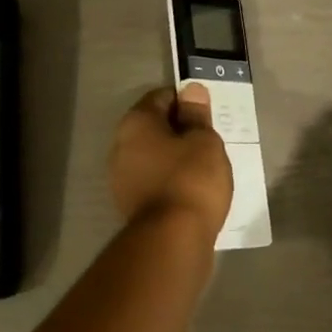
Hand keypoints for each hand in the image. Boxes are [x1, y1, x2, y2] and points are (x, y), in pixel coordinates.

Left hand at [107, 85, 232, 238]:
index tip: (209, 116)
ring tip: (205, 168)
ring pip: (154, 155)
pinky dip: (170, 180)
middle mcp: (120, 145)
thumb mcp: (204, 141)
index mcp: (135, 122)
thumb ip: (197, 114)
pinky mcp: (129, 204)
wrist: (172, 240)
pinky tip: (191, 190)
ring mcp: (121, 177)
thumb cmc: (191, 179)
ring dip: (176, 157)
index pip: (162, 97)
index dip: (187, 102)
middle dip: (181, 130)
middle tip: (210, 141)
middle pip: (154, 126)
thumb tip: (192, 90)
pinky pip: (153, 180)